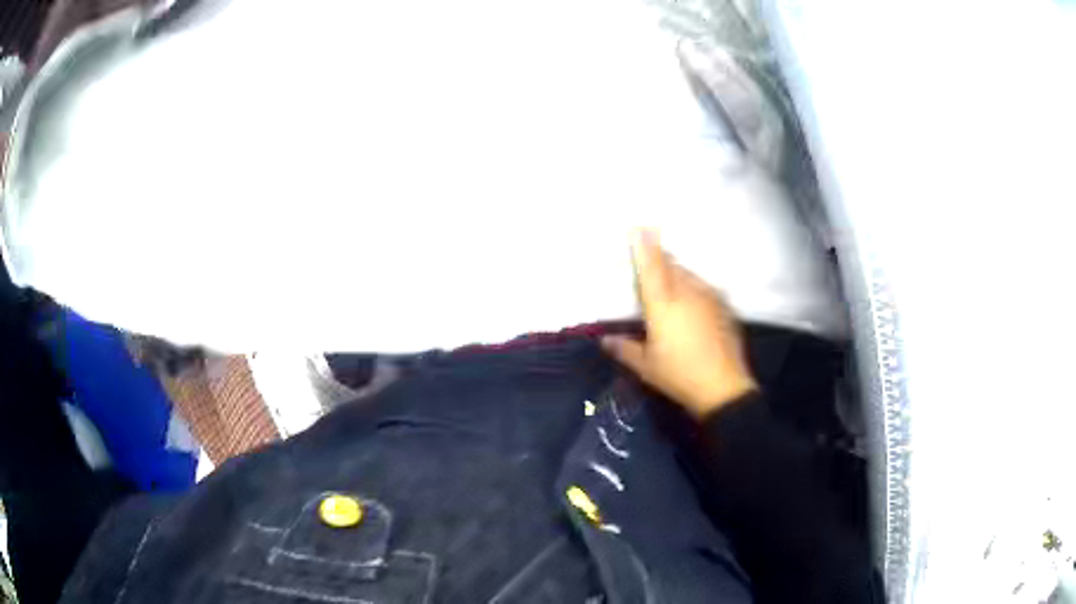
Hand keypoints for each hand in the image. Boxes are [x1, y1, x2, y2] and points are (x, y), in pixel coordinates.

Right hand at [602, 231, 757, 418]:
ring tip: (670, 276)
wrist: (723, 387)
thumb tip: (605, 339)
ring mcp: (708, 298)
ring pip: (689, 275)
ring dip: (677, 272)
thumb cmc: (679, 376)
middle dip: (660, 257)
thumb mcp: (646, 366)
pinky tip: (692, 299)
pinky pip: (704, 287)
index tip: (638, 226)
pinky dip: (693, 286)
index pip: (651, 268)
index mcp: (663, 304)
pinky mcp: (723, 307)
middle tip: (651, 254)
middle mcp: (686, 293)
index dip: (644, 247)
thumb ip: (624, 348)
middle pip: (671, 266)